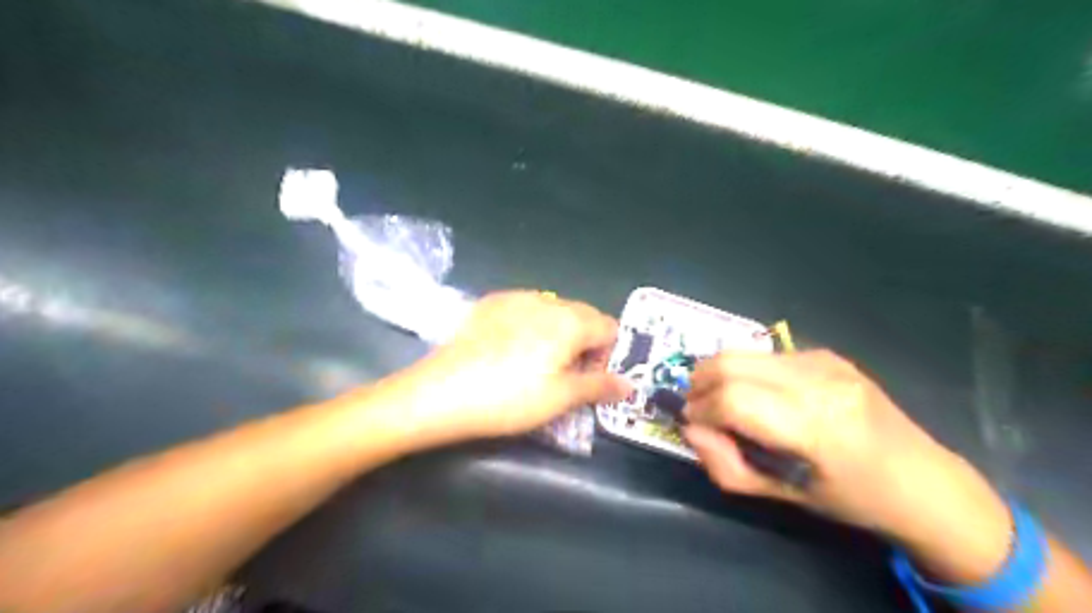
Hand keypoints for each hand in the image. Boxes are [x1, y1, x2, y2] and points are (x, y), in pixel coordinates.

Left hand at [388, 291, 632, 444]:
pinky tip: (510, 351)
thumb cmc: (509, 398)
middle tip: (567, 376)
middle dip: (585, 343)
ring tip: (537, 364)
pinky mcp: (490, 303)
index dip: (609, 355)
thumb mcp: (560, 398)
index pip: (610, 327)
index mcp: (571, 320)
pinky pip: (525, 310)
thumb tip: (629, 384)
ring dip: (559, 334)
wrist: (441, 392)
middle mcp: (547, 300)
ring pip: (553, 311)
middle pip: (583, 316)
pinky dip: (531, 326)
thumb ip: (599, 386)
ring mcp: (515, 297)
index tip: (591, 380)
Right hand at [680, 353, 1005, 582]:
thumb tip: (690, 429)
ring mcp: (823, 360)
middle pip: (730, 364)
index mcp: (815, 425)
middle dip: (699, 385)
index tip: (691, 425)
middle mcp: (818, 381)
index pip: (732, 400)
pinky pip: (765, 355)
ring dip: (717, 374)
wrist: (923, 479)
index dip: (700, 410)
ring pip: (742, 352)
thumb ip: (726, 465)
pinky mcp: (826, 353)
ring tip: (718, 401)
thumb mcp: (783, 496)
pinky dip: (744, 371)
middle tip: (696, 409)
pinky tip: (755, 395)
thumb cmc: (852, 499)